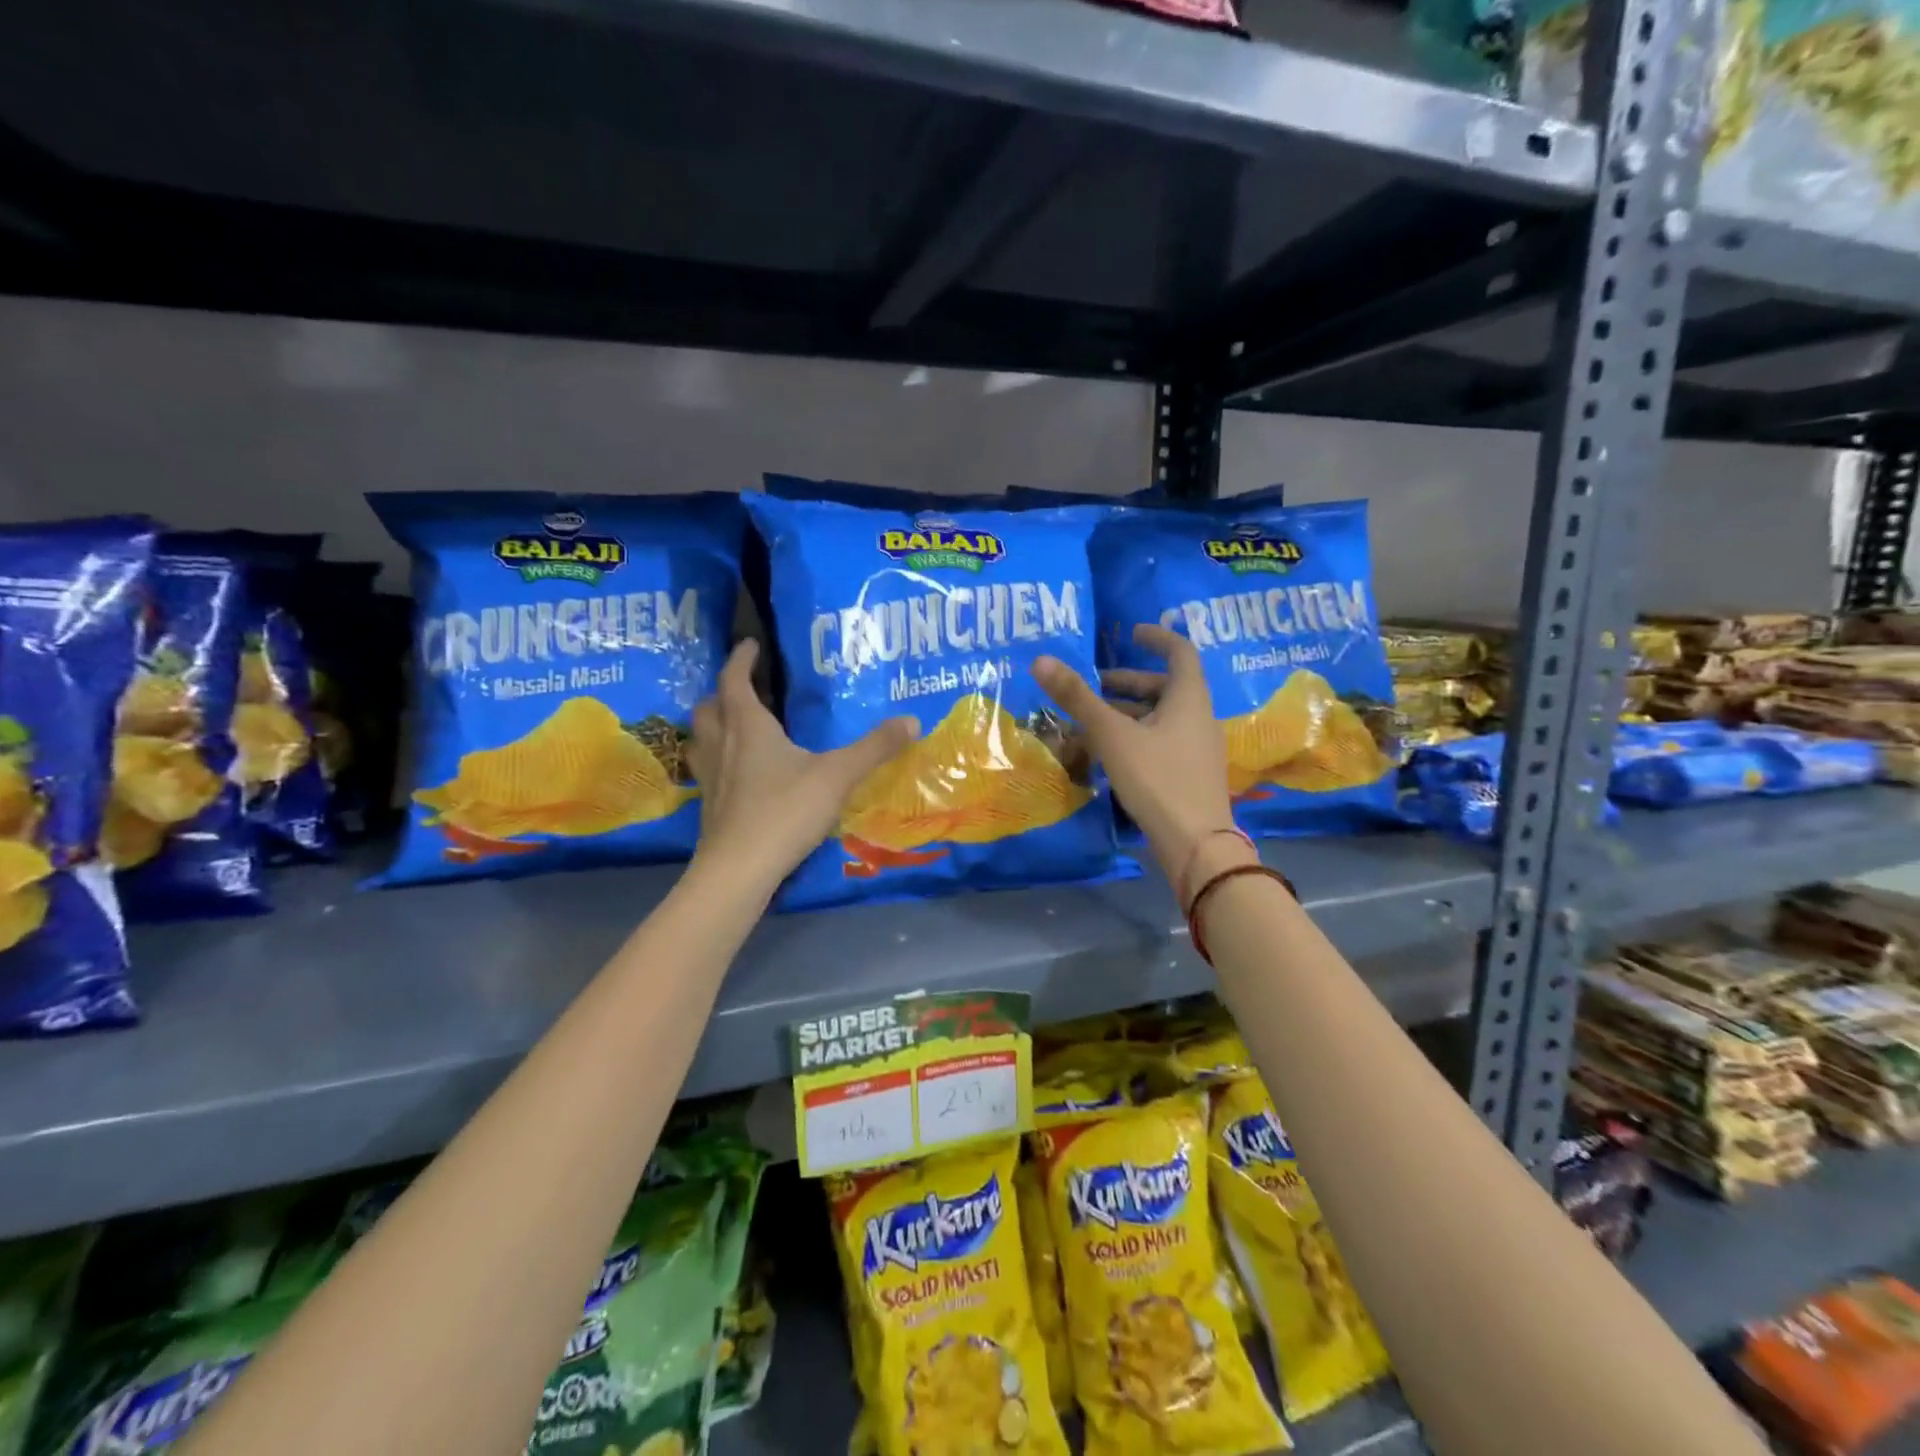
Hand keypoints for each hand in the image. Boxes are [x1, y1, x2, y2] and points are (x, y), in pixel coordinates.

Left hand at [687, 641, 918, 886]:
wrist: (740, 869)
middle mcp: (721, 746)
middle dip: (722, 692)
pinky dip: (717, 761)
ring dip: (713, 726)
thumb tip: (913, 721)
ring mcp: (710, 778)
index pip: (734, 680)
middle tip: (744, 690)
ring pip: (700, 739)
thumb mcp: (837, 776)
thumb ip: (874, 748)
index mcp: (748, 727)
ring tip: (735, 728)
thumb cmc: (785, 811)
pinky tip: (739, 776)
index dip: (741, 659)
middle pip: (708, 707)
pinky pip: (706, 771)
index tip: (751, 644)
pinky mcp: (709, 808)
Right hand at [1033, 624, 1242, 887]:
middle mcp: (1199, 717)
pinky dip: (1136, 736)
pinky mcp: (1191, 774)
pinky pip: (1163, 741)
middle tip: (1095, 685)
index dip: (1157, 638)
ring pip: (1162, 717)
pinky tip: (1109, 754)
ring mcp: (1198, 748)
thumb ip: (1077, 698)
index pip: (1180, 652)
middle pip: (1167, 687)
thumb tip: (1041, 660)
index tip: (1131, 632)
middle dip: (1129, 682)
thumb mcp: (1112, 735)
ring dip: (1129, 712)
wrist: (1196, 845)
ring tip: (1092, 721)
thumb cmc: (1157, 779)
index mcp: (1189, 698)